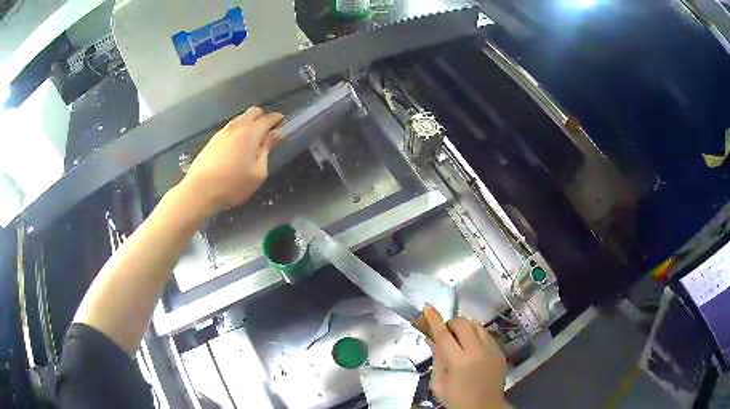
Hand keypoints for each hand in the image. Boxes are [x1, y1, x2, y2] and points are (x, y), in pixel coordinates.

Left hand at [181, 106, 283, 213]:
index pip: (268, 118)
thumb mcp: (258, 172)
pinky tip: (237, 147)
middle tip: (268, 134)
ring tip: (252, 142)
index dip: (278, 120)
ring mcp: (222, 131)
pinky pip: (231, 128)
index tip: (283, 125)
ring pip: (241, 119)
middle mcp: (236, 126)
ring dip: (250, 124)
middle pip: (254, 112)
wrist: (199, 191)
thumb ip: (267, 149)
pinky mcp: (213, 139)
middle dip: (263, 118)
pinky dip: (238, 131)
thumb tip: (277, 134)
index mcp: (250, 133)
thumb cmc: (233, 185)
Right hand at [424, 306, 511, 408]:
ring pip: (477, 325)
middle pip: (463, 323)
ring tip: (460, 339)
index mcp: (458, 361)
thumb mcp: (439, 383)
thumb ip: (437, 358)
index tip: (428, 307)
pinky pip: (487, 335)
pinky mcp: (500, 352)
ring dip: (465, 327)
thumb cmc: (457, 399)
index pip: (444, 334)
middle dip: (451, 323)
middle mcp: (477, 351)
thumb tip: (432, 339)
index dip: (435, 319)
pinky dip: (477, 335)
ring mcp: (492, 350)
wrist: (485, 407)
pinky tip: (473, 347)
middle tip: (446, 333)